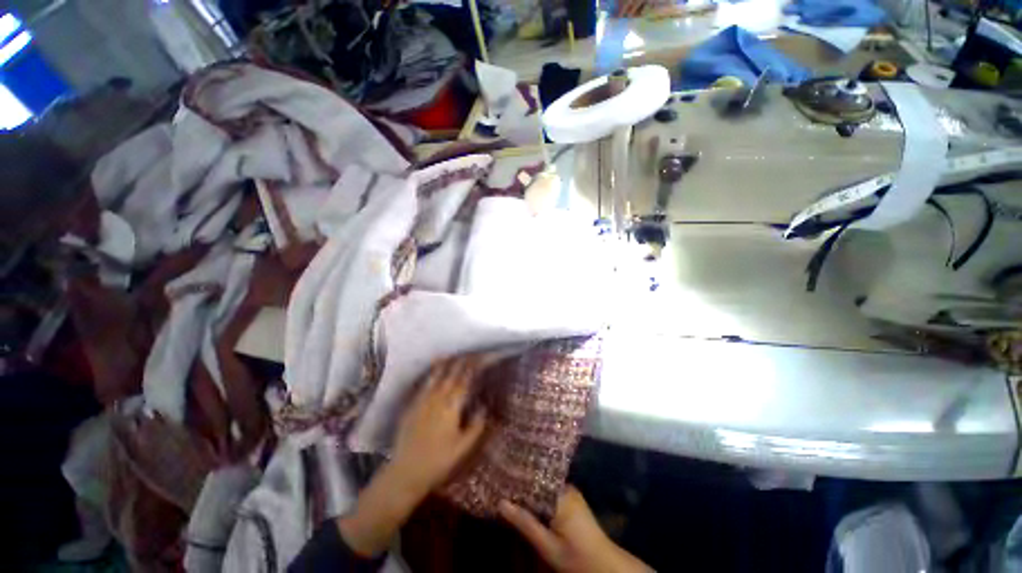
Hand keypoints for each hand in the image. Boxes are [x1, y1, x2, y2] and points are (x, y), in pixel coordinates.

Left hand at [338, 357, 486, 556]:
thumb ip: (476, 425)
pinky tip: (432, 372)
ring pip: (435, 377)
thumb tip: (484, 405)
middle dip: (460, 362)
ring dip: (444, 364)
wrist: (406, 472)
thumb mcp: (463, 447)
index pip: (464, 381)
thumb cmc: (439, 461)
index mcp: (451, 407)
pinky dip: (429, 375)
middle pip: (450, 375)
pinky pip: (423, 386)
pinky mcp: (411, 407)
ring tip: (450, 355)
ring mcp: (422, 401)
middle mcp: (437, 399)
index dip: (471, 368)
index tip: (478, 358)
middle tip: (467, 353)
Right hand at [499, 487, 650, 572]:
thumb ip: (526, 524)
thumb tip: (501, 503)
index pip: (534, 477)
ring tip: (506, 486)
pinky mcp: (571, 499)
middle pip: (537, 479)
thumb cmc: (576, 557)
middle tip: (498, 480)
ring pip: (542, 484)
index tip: (498, 475)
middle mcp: (565, 487)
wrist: (604, 565)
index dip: (515, 477)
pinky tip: (524, 499)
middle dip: (519, 481)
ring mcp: (569, 492)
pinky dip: (536, 494)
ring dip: (527, 487)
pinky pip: (549, 490)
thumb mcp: (548, 546)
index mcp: (560, 495)